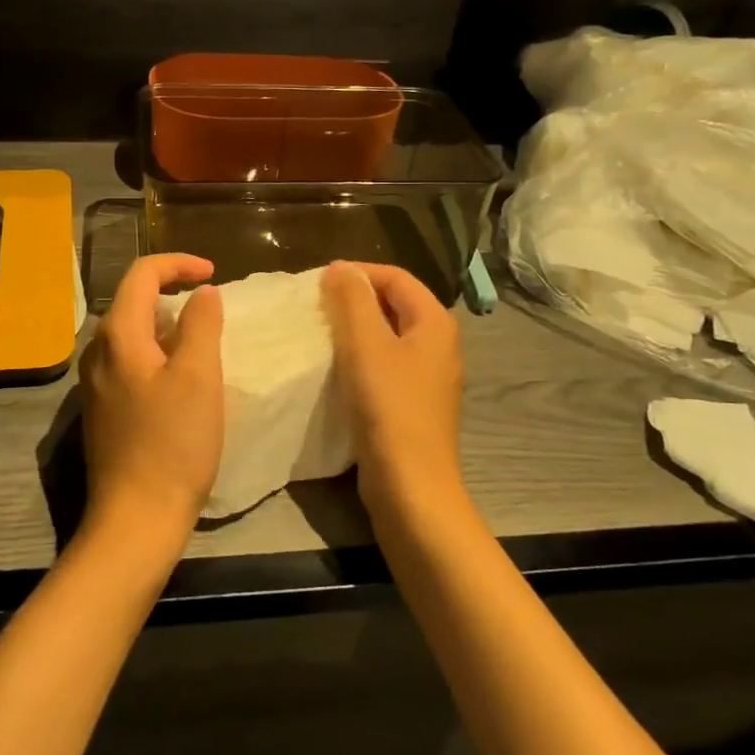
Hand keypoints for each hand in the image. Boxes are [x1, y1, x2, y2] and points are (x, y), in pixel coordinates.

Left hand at [79, 254, 224, 550]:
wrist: (136, 518)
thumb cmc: (173, 443)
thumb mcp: (199, 376)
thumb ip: (202, 324)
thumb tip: (202, 293)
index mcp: (117, 335)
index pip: (142, 274)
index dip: (178, 263)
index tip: (214, 274)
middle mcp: (98, 352)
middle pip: (132, 301)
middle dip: (173, 293)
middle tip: (212, 308)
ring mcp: (96, 383)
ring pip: (132, 333)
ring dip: (167, 325)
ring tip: (202, 342)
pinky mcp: (103, 409)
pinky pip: (130, 362)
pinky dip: (158, 353)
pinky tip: (181, 379)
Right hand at [321, 262, 466, 525]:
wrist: (411, 486)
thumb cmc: (389, 407)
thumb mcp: (365, 345)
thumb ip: (352, 300)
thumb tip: (340, 268)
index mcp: (434, 322)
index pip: (395, 277)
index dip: (357, 273)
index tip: (317, 282)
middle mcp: (439, 344)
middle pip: (394, 304)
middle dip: (355, 299)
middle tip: (315, 306)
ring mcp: (429, 376)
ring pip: (388, 335)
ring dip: (355, 329)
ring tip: (320, 333)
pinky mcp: (414, 403)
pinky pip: (386, 364)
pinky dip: (361, 357)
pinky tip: (336, 368)